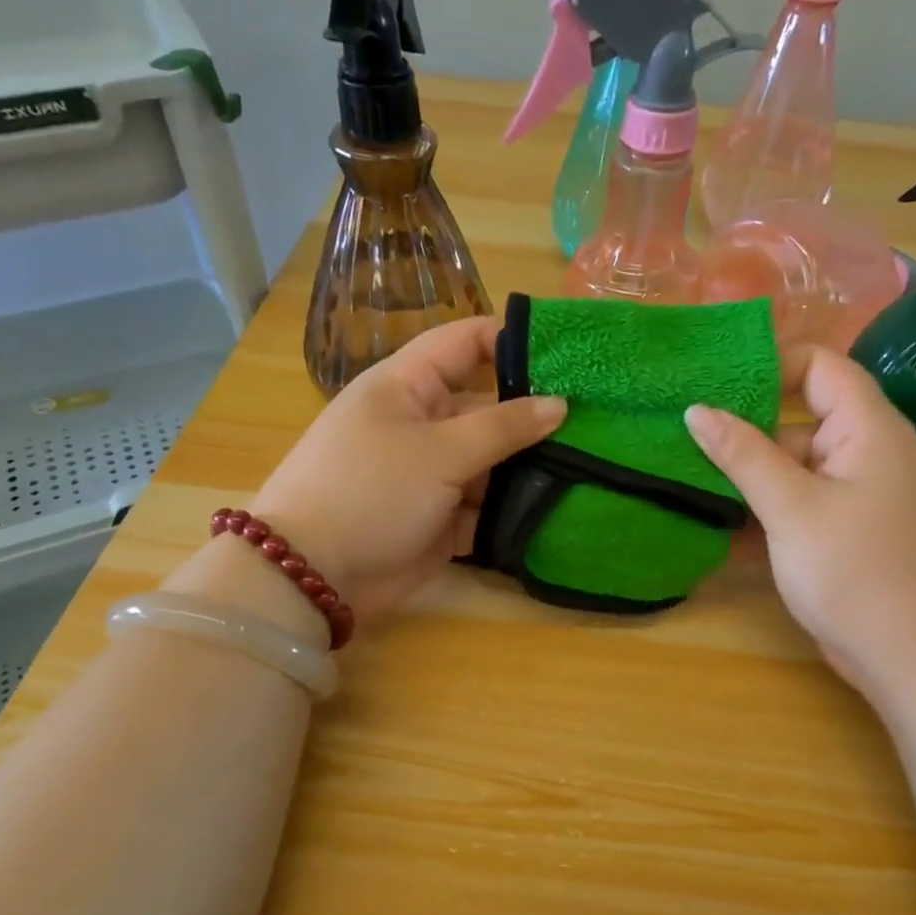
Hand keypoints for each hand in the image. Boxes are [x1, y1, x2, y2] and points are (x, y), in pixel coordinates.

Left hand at [251, 318, 566, 616]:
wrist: (315, 575)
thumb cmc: (370, 491)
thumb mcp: (439, 451)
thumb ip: (503, 426)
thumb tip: (559, 404)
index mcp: (409, 387)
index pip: (465, 343)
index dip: (512, 339)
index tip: (569, 352)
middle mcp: (424, 424)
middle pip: (489, 407)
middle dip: (537, 414)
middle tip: (600, 418)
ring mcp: (434, 475)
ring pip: (494, 461)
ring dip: (532, 467)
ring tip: (595, 465)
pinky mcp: (443, 519)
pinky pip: (487, 506)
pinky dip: (515, 510)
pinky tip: (564, 508)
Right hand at [685, 347, 915, 691]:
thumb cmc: (856, 572)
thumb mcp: (791, 509)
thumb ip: (743, 455)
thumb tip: (697, 409)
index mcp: (868, 429)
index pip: (819, 365)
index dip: (769, 365)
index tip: (713, 385)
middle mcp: (871, 452)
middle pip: (803, 419)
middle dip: (748, 428)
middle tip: (686, 438)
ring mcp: (864, 495)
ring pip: (800, 467)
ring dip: (753, 476)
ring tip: (693, 482)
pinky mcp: (855, 532)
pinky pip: (807, 503)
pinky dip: (772, 509)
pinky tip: (727, 527)